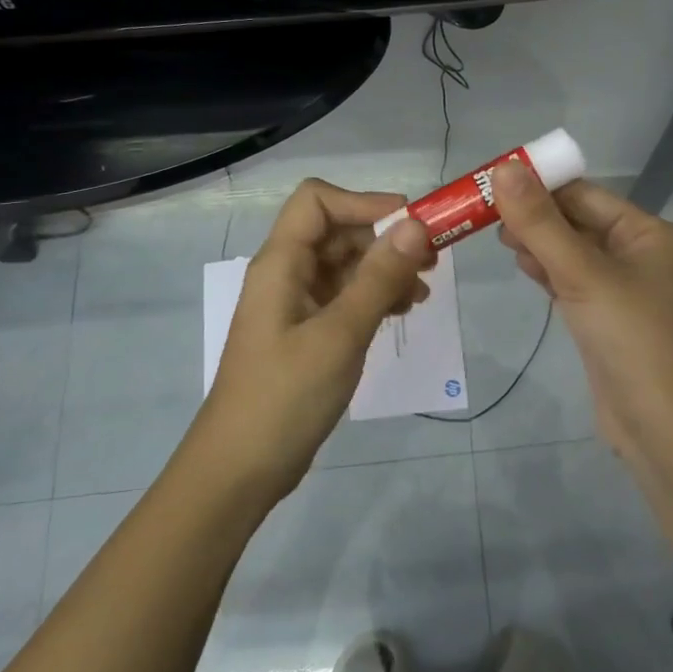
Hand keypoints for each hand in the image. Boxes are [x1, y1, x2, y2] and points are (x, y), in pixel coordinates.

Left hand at [190, 179, 434, 503]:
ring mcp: (296, 305)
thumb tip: (416, 226)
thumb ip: (378, 278)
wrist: (240, 470)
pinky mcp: (306, 334)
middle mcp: (286, 274)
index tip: (411, 225)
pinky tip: (401, 313)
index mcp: (281, 263)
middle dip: (384, 238)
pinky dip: (374, 297)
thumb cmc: (285, 397)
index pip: (318, 201)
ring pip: (345, 266)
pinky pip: (344, 298)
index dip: (364, 203)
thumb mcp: (340, 334)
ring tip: (421, 294)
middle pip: (337, 231)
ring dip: (385, 270)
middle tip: (432, 260)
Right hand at [493, 164, 672, 452]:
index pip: (584, 194)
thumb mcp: (583, 274)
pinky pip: (571, 281)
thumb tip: (504, 168)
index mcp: (645, 232)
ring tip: (497, 237)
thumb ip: (540, 223)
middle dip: (534, 215)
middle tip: (484, 214)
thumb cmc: (631, 339)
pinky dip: (546, 271)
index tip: (491, 181)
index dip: (539, 184)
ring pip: (570, 252)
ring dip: (537, 242)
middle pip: (576, 221)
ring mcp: (621, 288)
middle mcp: (637, 253)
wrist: (664, 427)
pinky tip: (521, 264)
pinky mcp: (604, 317)